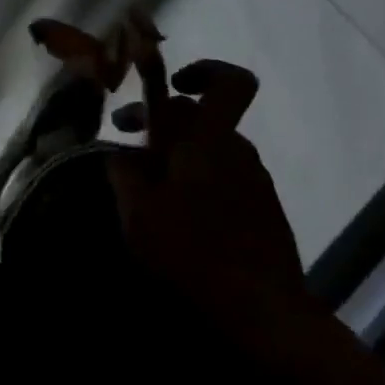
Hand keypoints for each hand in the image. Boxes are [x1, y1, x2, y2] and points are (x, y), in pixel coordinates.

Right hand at [106, 16, 305, 322]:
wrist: (264, 313)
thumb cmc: (193, 254)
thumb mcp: (139, 214)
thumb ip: (125, 174)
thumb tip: (120, 154)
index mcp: (210, 141)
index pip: (230, 83)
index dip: (205, 71)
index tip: (172, 86)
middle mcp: (239, 152)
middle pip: (204, 117)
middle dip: (162, 120)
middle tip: (125, 136)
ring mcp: (256, 182)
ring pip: (212, 149)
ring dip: (179, 154)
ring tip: (146, 181)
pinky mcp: (264, 212)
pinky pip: (225, 178)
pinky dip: (198, 180)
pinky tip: (178, 213)